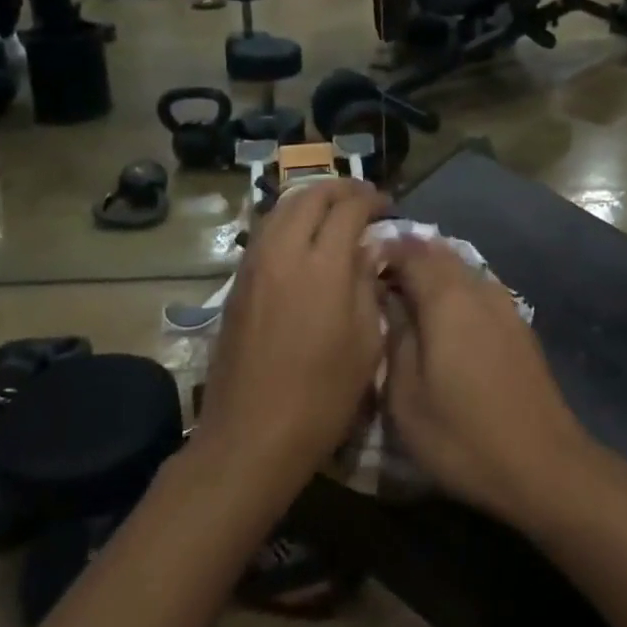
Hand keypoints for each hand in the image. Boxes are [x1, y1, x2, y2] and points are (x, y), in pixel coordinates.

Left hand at [196, 179, 388, 487]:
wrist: (251, 437)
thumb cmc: (322, 396)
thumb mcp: (366, 342)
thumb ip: (368, 283)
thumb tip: (369, 248)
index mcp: (322, 265)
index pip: (348, 208)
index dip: (371, 199)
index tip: (388, 206)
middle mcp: (284, 252)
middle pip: (310, 196)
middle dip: (340, 189)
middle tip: (363, 199)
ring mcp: (254, 265)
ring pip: (282, 208)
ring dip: (311, 200)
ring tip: (334, 210)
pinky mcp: (238, 282)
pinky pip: (265, 231)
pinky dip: (288, 220)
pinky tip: (304, 237)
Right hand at [382, 236, 586, 524]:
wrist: (543, 465)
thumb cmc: (462, 435)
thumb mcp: (407, 397)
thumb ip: (395, 338)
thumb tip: (389, 300)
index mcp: (446, 299)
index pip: (410, 253)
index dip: (384, 252)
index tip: (361, 266)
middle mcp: (478, 289)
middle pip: (440, 254)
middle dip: (409, 257)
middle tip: (381, 279)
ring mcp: (505, 305)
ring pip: (462, 270)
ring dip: (434, 272)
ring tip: (409, 298)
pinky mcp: (519, 325)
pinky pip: (479, 290)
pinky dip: (457, 291)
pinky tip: (446, 319)